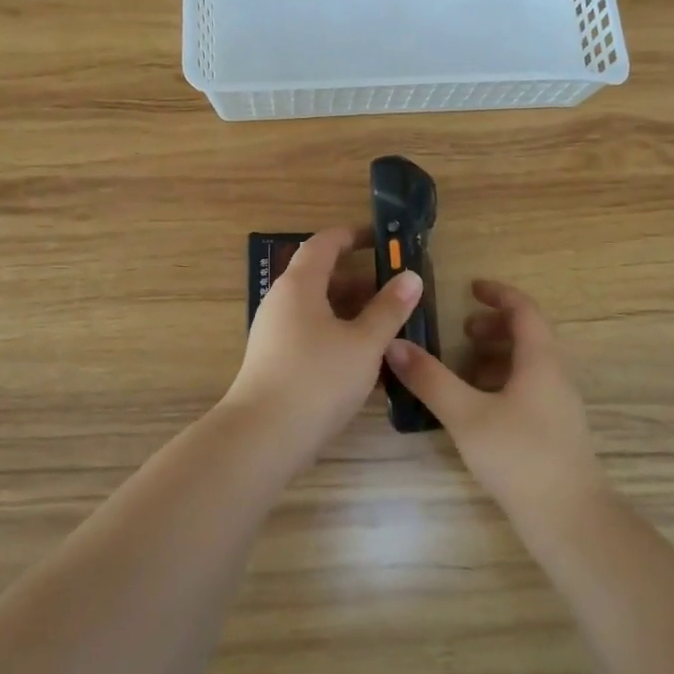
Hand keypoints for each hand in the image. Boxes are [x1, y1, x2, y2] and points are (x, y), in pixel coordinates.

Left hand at [223, 227, 423, 459]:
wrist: (262, 437)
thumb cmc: (317, 379)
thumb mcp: (364, 343)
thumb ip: (389, 308)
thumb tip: (411, 276)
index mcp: (300, 285)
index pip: (325, 243)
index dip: (353, 236)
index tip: (381, 238)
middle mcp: (282, 301)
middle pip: (322, 277)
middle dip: (360, 280)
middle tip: (396, 290)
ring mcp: (276, 332)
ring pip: (319, 309)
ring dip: (352, 311)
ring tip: (388, 326)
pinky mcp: (276, 360)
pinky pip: (312, 333)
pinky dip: (339, 335)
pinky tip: (366, 360)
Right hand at [384, 280, 605, 518]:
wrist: (570, 520)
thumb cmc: (519, 458)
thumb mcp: (467, 416)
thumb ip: (430, 380)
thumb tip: (395, 345)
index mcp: (540, 361)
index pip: (524, 310)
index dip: (499, 294)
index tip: (470, 288)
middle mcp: (555, 376)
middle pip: (528, 335)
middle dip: (493, 327)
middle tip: (461, 332)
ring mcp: (558, 405)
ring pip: (528, 365)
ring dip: (496, 356)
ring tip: (462, 369)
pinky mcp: (554, 431)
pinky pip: (528, 389)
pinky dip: (501, 383)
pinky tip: (477, 407)